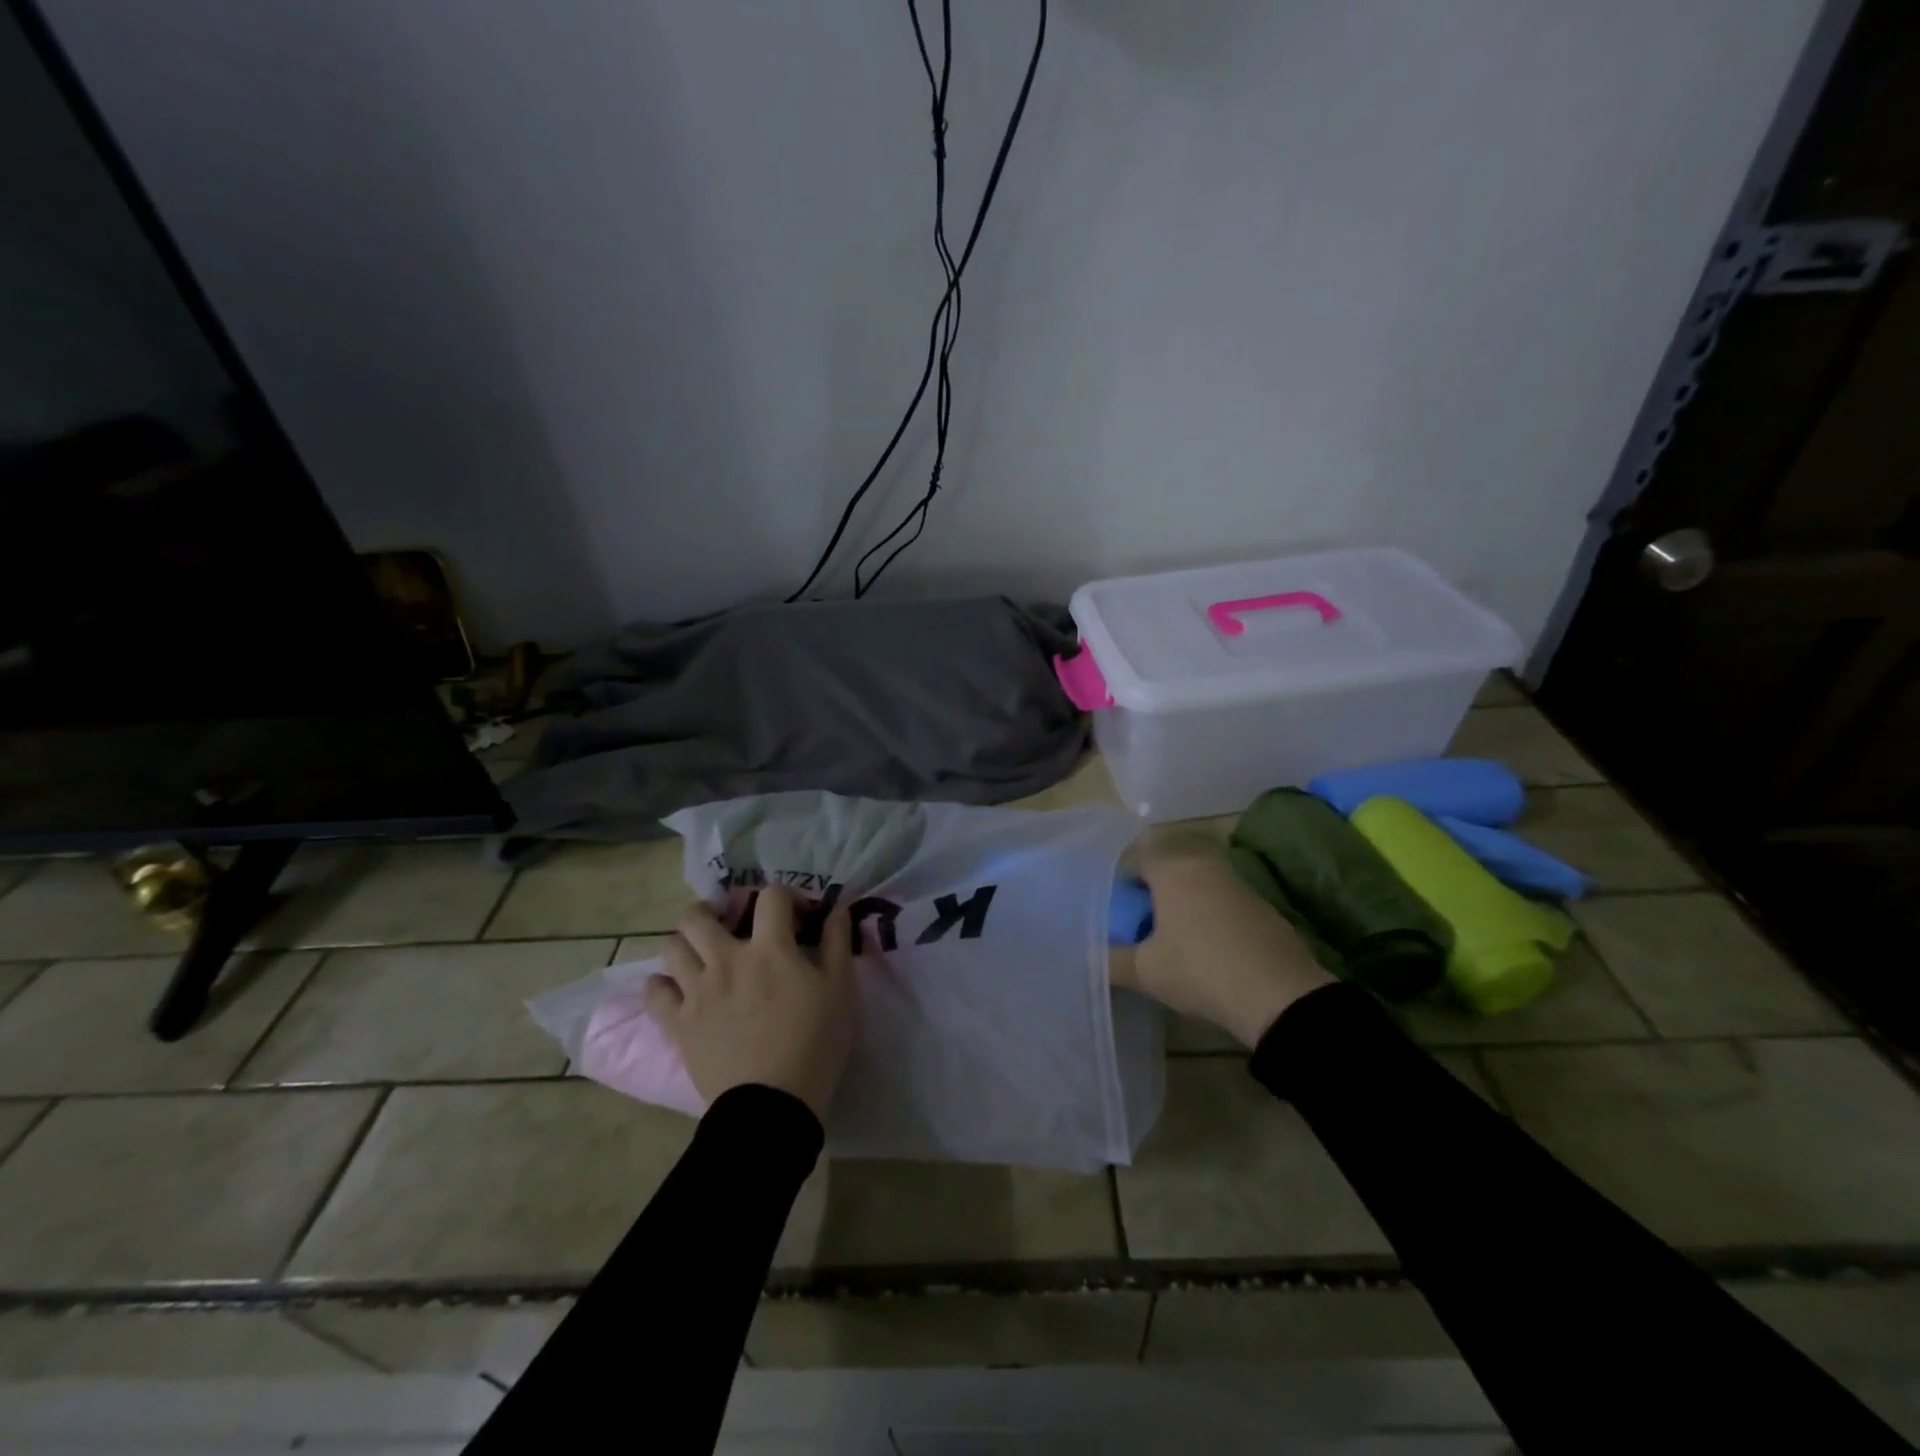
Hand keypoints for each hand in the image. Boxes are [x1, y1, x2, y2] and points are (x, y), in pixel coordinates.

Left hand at [644, 886, 854, 1121]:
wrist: (771, 1106)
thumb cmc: (814, 1044)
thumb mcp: (841, 991)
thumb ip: (837, 944)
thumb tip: (837, 908)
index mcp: (769, 948)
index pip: (770, 896)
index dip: (785, 897)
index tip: (796, 916)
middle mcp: (726, 959)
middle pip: (697, 916)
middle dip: (712, 911)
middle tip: (728, 926)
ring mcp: (696, 991)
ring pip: (672, 947)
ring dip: (686, 944)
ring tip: (703, 956)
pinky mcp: (678, 1024)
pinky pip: (654, 992)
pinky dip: (662, 985)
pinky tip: (678, 989)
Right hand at [1120, 840, 1334, 1047]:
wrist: (1279, 995)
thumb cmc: (1199, 970)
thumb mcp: (1144, 971)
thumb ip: (1109, 959)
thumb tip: (1087, 956)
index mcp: (1171, 867)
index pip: (1133, 859)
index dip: (1119, 885)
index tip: (1114, 914)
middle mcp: (1202, 863)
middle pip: (1165, 866)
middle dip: (1150, 890)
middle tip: (1138, 924)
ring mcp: (1235, 881)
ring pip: (1194, 881)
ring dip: (1180, 901)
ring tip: (1170, 938)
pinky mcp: (1259, 904)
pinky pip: (1219, 898)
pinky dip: (1206, 913)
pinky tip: (1205, 948)